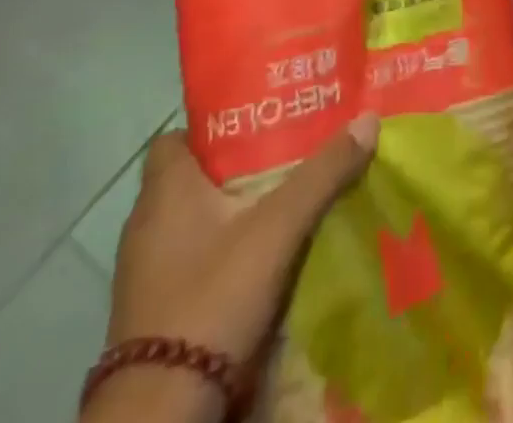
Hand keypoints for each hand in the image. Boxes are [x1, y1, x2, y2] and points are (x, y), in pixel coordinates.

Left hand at [91, 118, 377, 422]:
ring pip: (191, 222)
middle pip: (190, 178)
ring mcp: (143, 273)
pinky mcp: (151, 313)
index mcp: (165, 191)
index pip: (177, 137)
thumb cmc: (213, 296)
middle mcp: (145, 224)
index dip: (214, 127)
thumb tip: (369, 118)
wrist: (161, 413)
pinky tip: (256, 260)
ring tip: (279, 204)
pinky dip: (218, 253)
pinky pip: (187, 261)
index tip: (258, 126)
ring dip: (228, 213)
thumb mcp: (279, 227)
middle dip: (235, 168)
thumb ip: (324, 172)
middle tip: (285, 157)